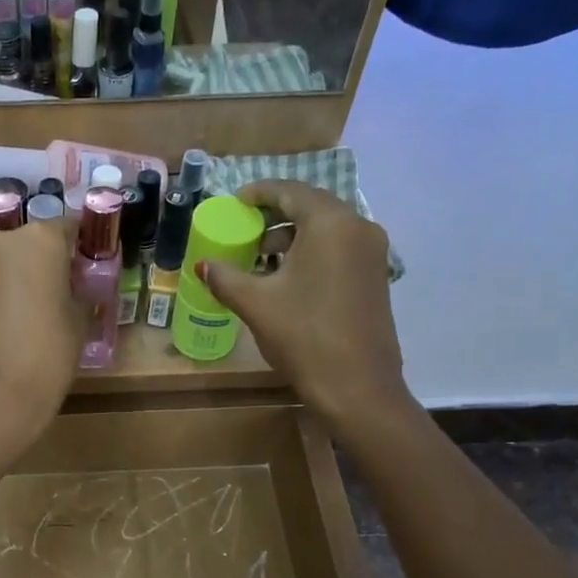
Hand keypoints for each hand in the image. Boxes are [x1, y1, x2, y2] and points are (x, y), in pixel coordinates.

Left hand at [0, 215, 81, 451]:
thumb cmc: (50, 352)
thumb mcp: (81, 319)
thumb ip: (82, 291)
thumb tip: (79, 286)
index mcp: (39, 239)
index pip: (70, 226)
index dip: (86, 244)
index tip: (97, 261)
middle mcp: (4, 244)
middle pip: (37, 243)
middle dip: (55, 260)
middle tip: (76, 286)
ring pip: (14, 264)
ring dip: (31, 277)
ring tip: (51, 308)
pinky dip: (12, 295)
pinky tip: (25, 323)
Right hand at [197, 183, 412, 430]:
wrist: (357, 386)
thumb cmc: (304, 336)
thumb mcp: (256, 303)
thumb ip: (225, 277)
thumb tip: (203, 265)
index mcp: (330, 223)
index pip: (290, 191)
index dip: (259, 193)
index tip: (236, 201)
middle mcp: (358, 227)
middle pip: (311, 207)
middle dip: (276, 216)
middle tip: (245, 230)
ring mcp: (372, 253)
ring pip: (326, 229)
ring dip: (293, 237)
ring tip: (261, 259)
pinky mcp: (375, 277)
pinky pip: (339, 249)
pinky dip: (311, 252)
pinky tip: (288, 279)